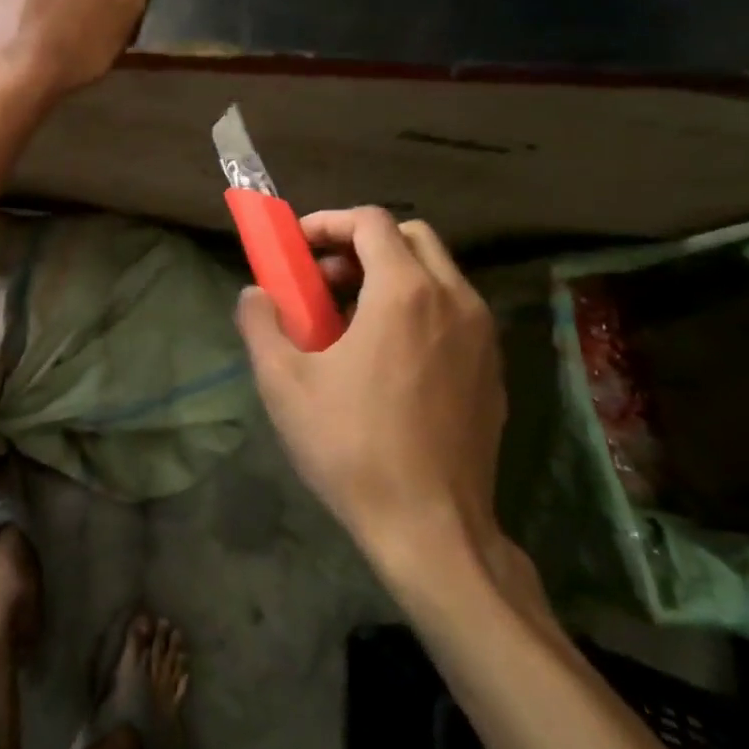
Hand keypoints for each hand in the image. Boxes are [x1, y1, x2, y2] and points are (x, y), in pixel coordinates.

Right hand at [235, 208, 509, 595]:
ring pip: (437, 274)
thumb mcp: (283, 382)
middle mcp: (454, 300)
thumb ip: (260, 323)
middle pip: (411, 237)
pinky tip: (387, 360)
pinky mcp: (493, 370)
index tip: (297, 249)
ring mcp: (483, 336)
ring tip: (349, 322)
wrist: (431, 528)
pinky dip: (418, 309)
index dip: (327, 223)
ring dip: (390, 276)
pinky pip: (454, 313)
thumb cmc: (351, 446)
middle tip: (323, 282)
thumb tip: (256, 294)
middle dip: (361, 245)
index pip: (370, 221)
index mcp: (405, 293)